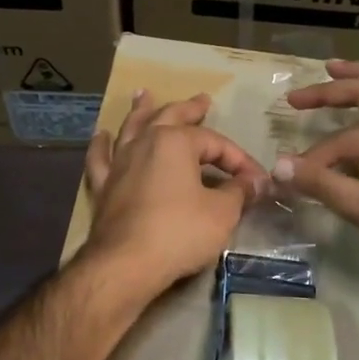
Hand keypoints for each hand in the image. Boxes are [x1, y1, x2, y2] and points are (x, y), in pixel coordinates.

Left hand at [84, 91, 269, 297]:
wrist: (126, 264)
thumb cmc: (179, 233)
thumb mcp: (222, 213)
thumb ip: (239, 192)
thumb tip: (256, 182)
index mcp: (175, 142)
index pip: (215, 143)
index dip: (240, 160)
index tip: (257, 181)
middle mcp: (144, 143)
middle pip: (170, 118)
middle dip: (189, 109)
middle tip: (201, 100)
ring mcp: (119, 163)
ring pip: (131, 129)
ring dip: (141, 111)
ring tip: (144, 95)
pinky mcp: (103, 187)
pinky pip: (101, 159)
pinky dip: (101, 146)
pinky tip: (102, 136)